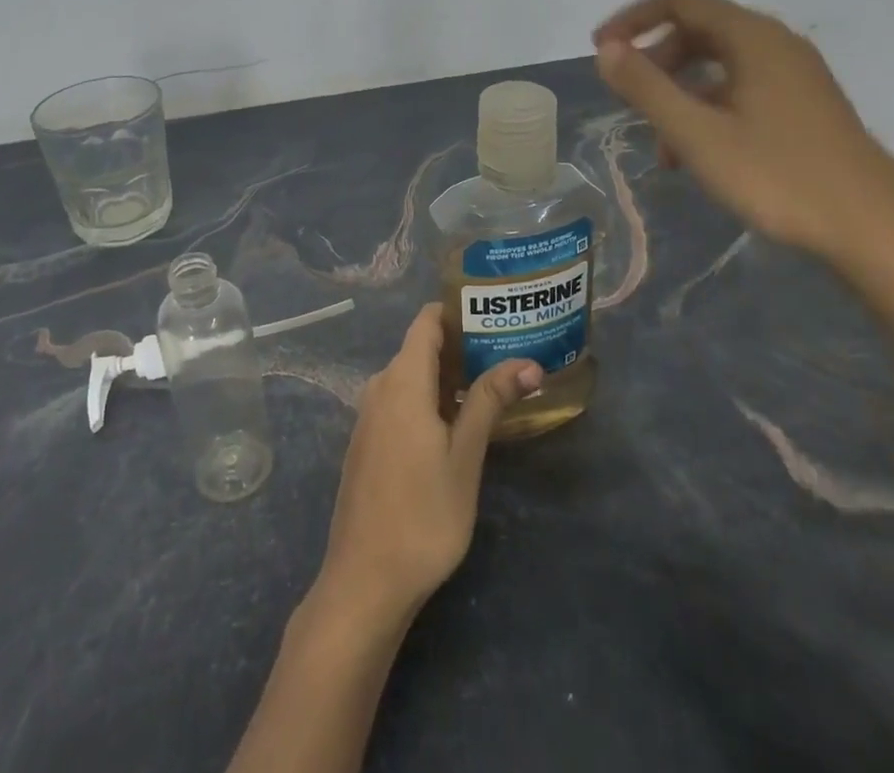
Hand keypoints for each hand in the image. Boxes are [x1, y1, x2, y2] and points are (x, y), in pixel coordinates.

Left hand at [311, 305, 541, 628]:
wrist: (364, 581)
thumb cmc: (423, 515)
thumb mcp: (465, 456)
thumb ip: (489, 401)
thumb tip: (528, 362)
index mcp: (402, 380)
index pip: (427, 321)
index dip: (458, 311)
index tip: (496, 315)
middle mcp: (380, 387)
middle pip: (421, 347)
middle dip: (463, 346)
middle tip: (508, 354)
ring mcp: (370, 415)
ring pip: (412, 376)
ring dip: (448, 376)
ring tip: (493, 386)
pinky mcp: (368, 441)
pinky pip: (401, 401)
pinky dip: (430, 399)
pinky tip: (458, 423)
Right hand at [593, 0, 893, 271]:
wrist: (874, 231)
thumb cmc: (779, 177)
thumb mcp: (697, 134)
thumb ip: (646, 87)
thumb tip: (606, 49)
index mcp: (752, 37)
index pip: (678, 0)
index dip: (632, 20)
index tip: (600, 52)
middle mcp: (775, 43)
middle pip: (697, 29)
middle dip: (654, 61)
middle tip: (628, 99)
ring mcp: (794, 74)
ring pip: (718, 64)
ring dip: (679, 92)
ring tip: (661, 144)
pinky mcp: (803, 104)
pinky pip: (740, 88)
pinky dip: (708, 108)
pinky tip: (697, 154)